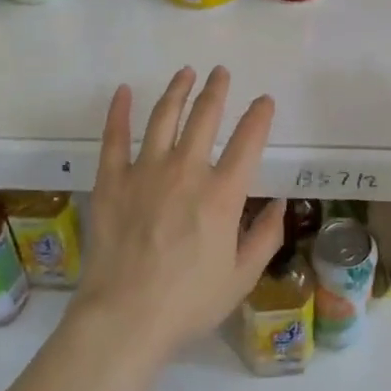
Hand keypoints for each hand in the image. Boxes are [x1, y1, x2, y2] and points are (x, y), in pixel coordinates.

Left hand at [73, 66, 285, 363]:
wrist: (124, 319)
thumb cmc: (188, 303)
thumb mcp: (241, 278)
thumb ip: (265, 237)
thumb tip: (279, 203)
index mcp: (222, 194)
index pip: (247, 141)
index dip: (259, 116)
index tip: (264, 100)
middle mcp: (186, 171)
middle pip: (205, 117)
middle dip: (216, 90)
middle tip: (220, 72)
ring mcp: (146, 171)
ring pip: (164, 117)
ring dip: (177, 90)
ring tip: (185, 73)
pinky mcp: (112, 180)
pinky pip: (114, 137)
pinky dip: (118, 111)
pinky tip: (123, 91)